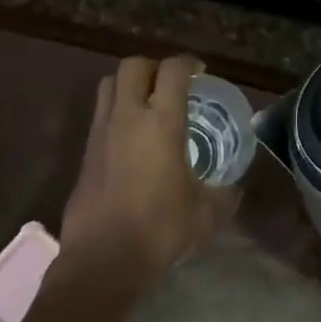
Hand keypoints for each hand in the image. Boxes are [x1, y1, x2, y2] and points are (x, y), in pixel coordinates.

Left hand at [59, 55, 239, 283]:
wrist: (102, 258)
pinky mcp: (85, 151)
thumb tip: (235, 189)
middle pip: (134, 65)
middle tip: (169, 83)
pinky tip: (130, 135)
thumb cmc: (159, 229)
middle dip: (154, 66)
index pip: (172, 70)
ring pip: (109, 83)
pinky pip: (100, 112)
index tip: (199, 72)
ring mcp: (102, 131)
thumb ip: (224, 196)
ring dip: (129, 83)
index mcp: (162, 123)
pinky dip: (116, 110)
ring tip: (146, 102)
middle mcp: (129, 116)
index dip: (188, 63)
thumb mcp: (205, 214)